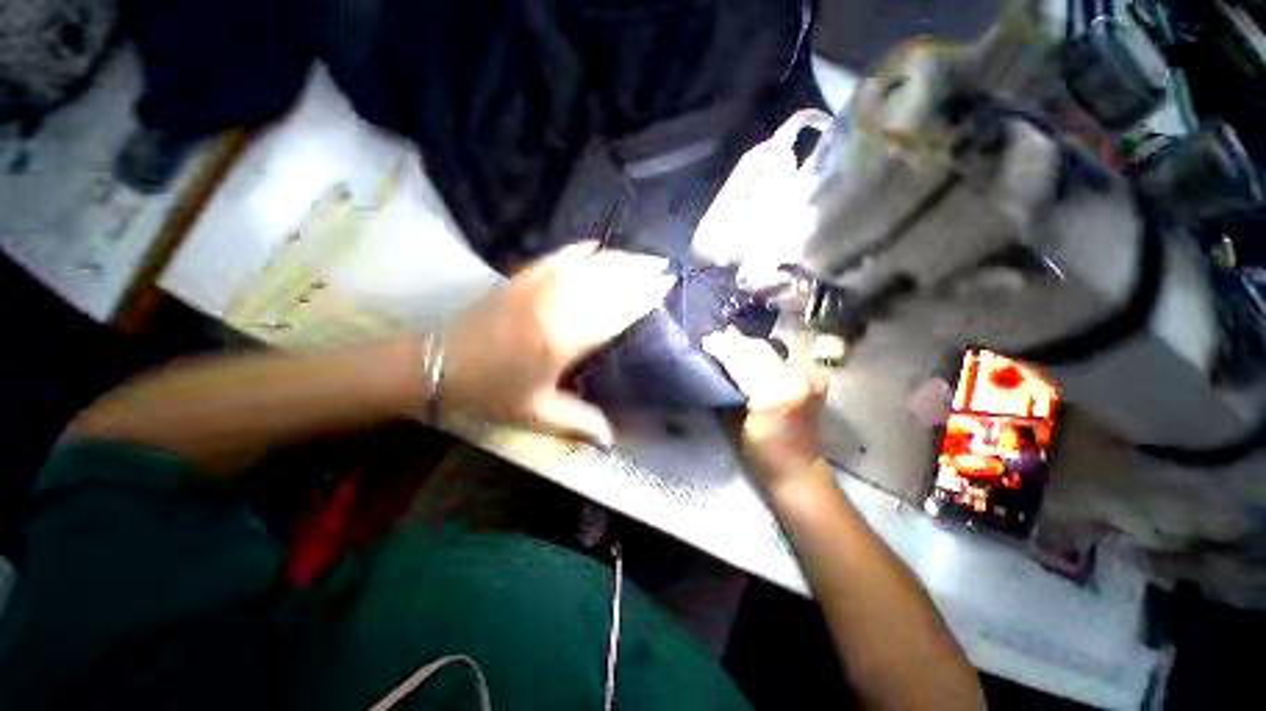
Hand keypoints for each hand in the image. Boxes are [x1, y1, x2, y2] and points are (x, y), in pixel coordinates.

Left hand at [442, 243, 673, 444]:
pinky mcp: (520, 279)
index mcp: (564, 339)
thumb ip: (579, 422)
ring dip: (616, 258)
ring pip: (586, 265)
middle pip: (606, 281)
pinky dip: (578, 250)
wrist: (439, 365)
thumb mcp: (537, 413)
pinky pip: (556, 257)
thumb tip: (612, 439)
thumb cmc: (491, 393)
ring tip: (639, 255)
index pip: (616, 310)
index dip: (642, 295)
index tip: (664, 284)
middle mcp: (555, 306)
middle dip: (638, 270)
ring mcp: (536, 287)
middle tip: (662, 263)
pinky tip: (594, 245)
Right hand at [703, 327, 827, 491]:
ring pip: (770, 348)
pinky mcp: (815, 375)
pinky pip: (782, 355)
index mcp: (775, 395)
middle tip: (714, 337)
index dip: (723, 348)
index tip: (706, 340)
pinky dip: (763, 352)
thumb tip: (714, 360)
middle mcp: (797, 380)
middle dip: (734, 342)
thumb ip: (726, 387)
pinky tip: (749, 350)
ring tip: (728, 340)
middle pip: (758, 349)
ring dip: (747, 344)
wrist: (797, 468)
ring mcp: (811, 376)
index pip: (744, 360)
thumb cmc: (758, 452)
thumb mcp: (732, 420)